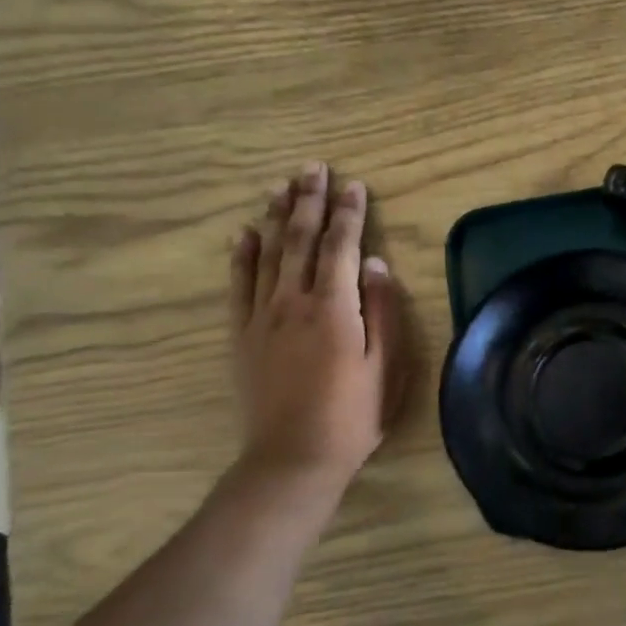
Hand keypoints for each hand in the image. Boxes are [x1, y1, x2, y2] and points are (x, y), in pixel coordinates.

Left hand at [229, 164, 404, 491]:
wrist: (294, 457)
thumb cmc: (354, 415)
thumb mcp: (386, 366)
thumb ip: (383, 311)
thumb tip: (378, 263)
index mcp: (335, 308)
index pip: (341, 246)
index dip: (349, 213)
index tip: (354, 184)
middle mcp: (294, 302)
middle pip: (300, 239)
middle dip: (308, 201)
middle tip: (312, 167)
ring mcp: (263, 317)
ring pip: (268, 254)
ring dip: (276, 216)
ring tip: (281, 186)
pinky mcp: (243, 335)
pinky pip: (239, 285)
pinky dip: (242, 255)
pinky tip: (245, 233)